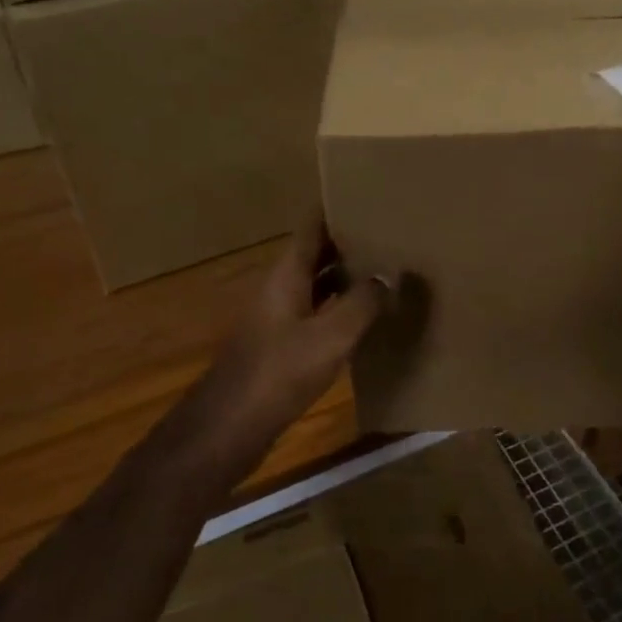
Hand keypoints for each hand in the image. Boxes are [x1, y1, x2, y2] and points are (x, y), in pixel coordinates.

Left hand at [182, 222, 390, 473]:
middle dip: (350, 241)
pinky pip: (318, 313)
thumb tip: (390, 275)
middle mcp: (281, 288)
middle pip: (317, 253)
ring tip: (387, 268)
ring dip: (347, 276)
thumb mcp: (331, 336)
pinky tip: (367, 317)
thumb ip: (363, 303)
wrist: (230, 427)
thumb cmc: (279, 372)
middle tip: (391, 232)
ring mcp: (279, 317)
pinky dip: (341, 307)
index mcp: (287, 274)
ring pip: (318, 284)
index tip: (368, 194)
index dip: (336, 208)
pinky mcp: (282, 345)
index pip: (312, 227)